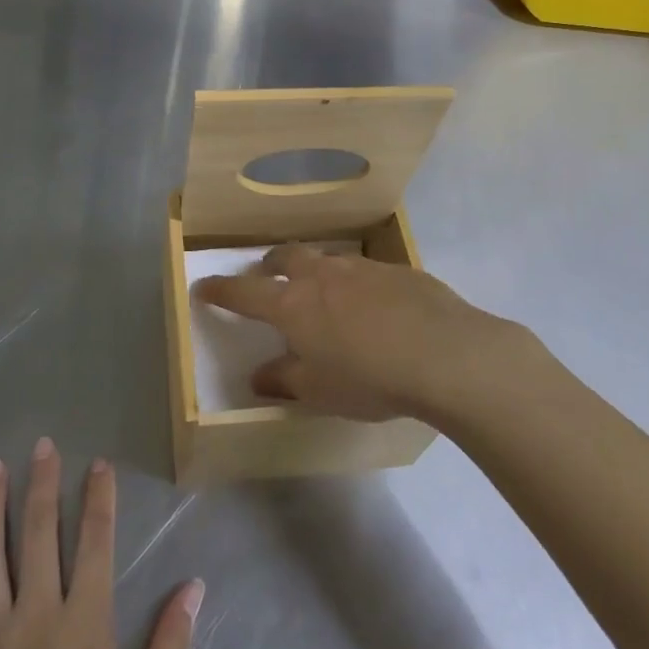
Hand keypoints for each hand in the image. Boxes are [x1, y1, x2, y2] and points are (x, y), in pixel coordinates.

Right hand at [195, 245, 530, 420]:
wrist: (445, 354)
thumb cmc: (370, 378)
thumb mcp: (320, 390)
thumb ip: (284, 380)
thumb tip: (258, 376)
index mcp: (293, 305)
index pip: (243, 293)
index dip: (220, 291)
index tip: (203, 287)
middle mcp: (321, 276)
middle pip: (285, 259)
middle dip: (270, 266)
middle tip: (268, 277)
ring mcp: (361, 268)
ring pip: (327, 260)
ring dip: (315, 271)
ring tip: (323, 293)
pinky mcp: (398, 270)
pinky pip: (365, 271)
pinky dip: (356, 284)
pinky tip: (375, 307)